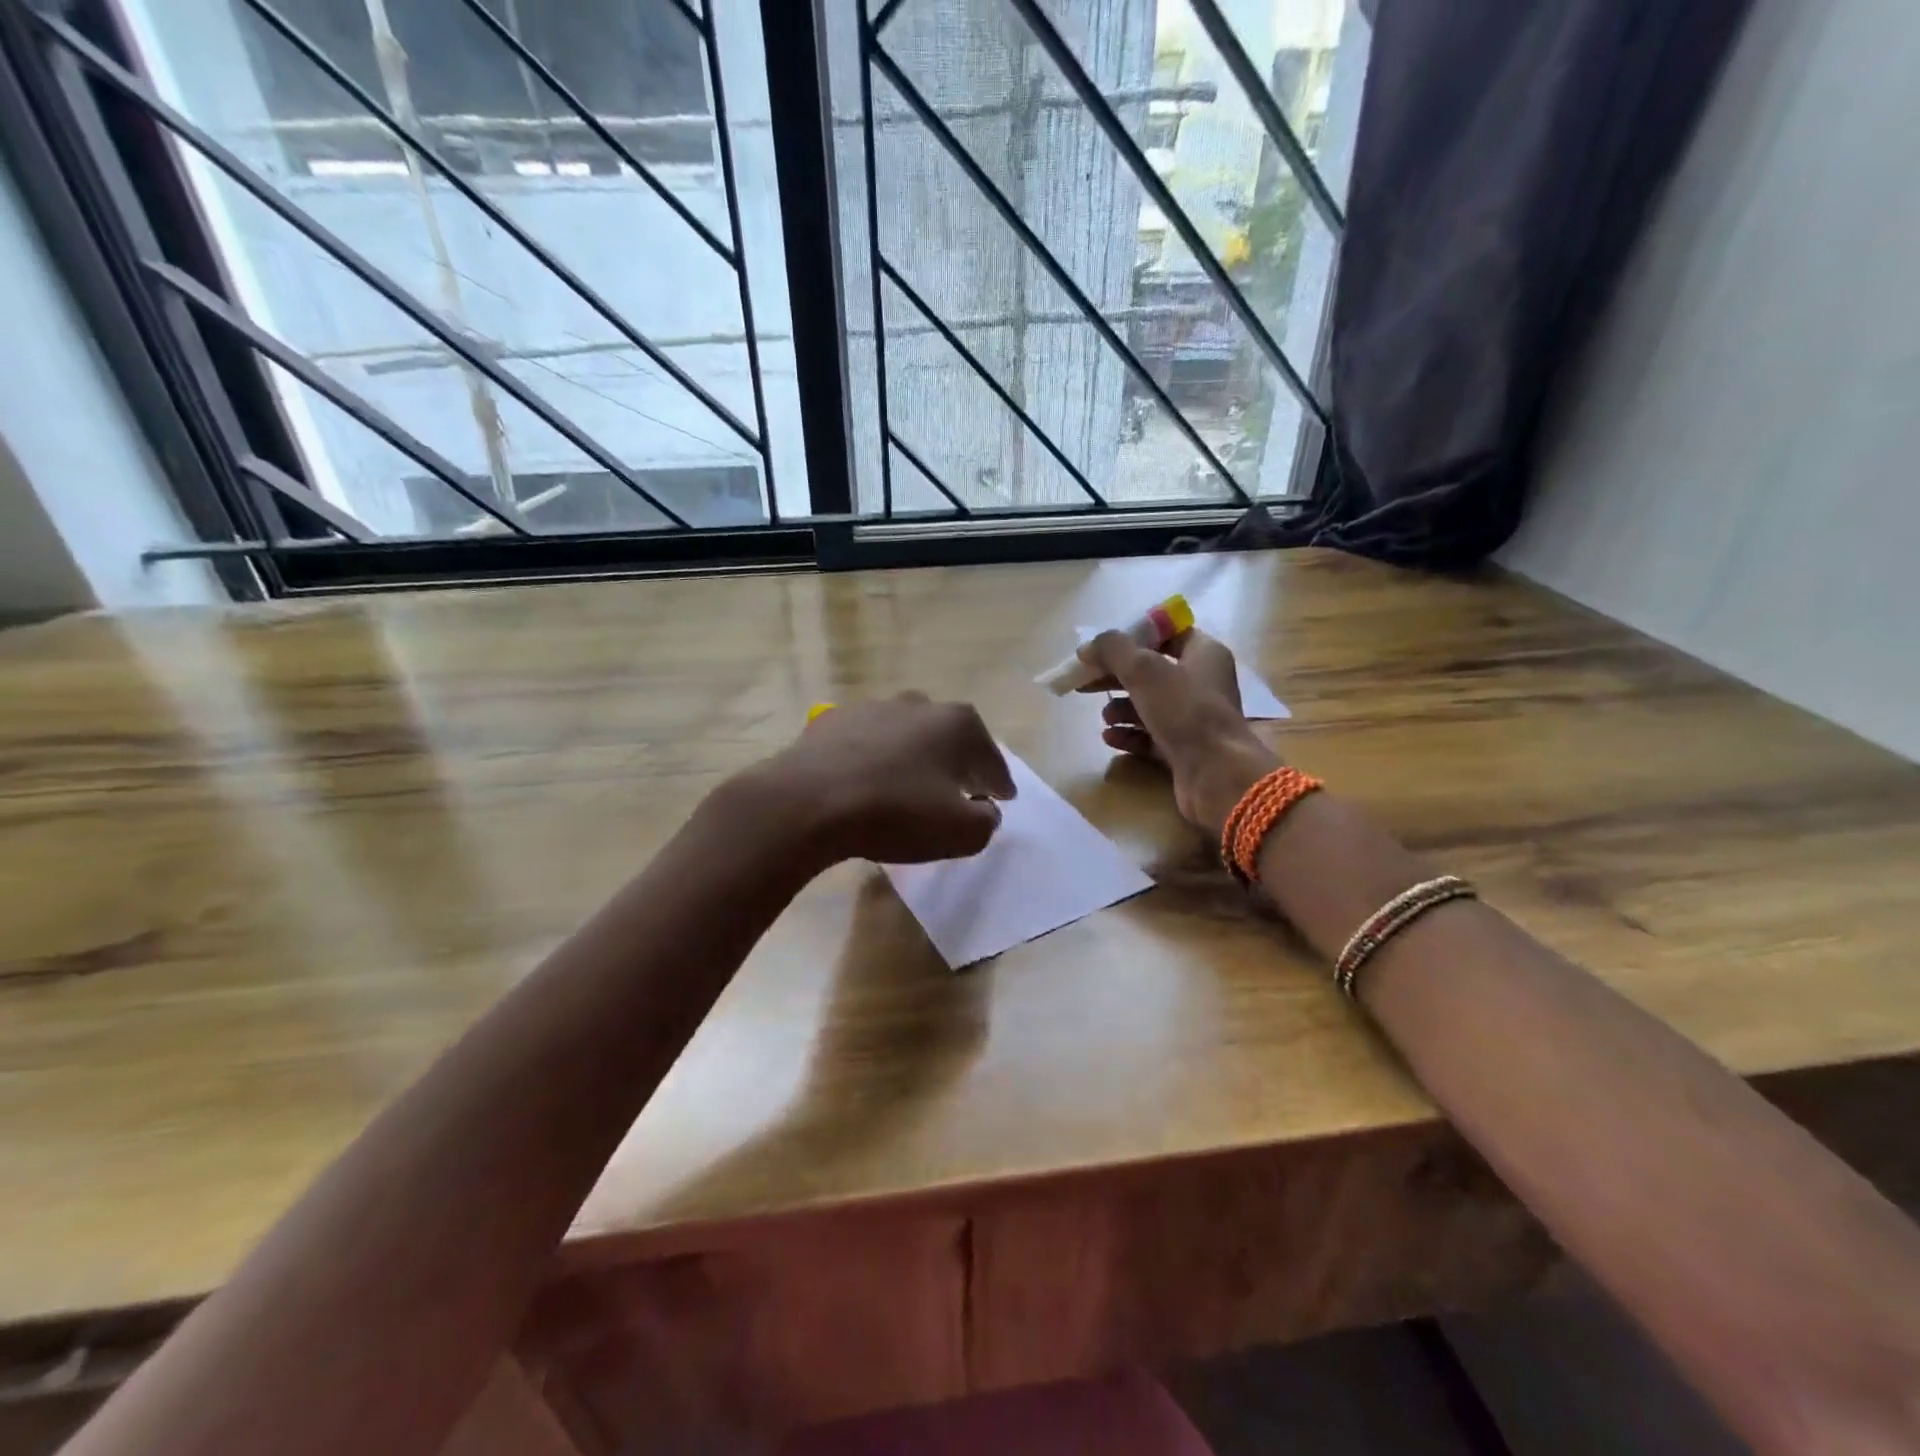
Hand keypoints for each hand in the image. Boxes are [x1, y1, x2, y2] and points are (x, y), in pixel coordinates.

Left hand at [753, 694, 1016, 865]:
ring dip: (914, 759)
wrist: (808, 803)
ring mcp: (873, 707)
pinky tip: (867, 782)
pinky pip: (868, 743)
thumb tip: (984, 809)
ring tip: (909, 788)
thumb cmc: (896, 814)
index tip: (1002, 798)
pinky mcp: (833, 720)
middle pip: (950, 739)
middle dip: (958, 764)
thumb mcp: (960, 833)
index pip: (992, 760)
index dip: (1000, 784)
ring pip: (907, 736)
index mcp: (958, 724)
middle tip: (960, 792)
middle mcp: (920, 704)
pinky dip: (875, 759)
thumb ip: (986, 821)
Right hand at [1078, 628, 1278, 834]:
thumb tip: (1087, 647)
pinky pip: (1150, 737)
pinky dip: (1129, 735)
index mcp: (1203, 654)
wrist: (1215, 774)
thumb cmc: (1184, 711)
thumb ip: (1112, 650)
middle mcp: (1202, 683)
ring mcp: (1193, 719)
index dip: (1134, 637)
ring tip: (1104, 718)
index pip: (1166, 634)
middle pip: (1151, 672)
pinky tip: (1110, 738)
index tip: (1104, 648)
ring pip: (1149, 706)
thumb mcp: (1144, 670)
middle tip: (1086, 683)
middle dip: (1117, 677)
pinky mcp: (1184, 750)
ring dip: (1121, 709)